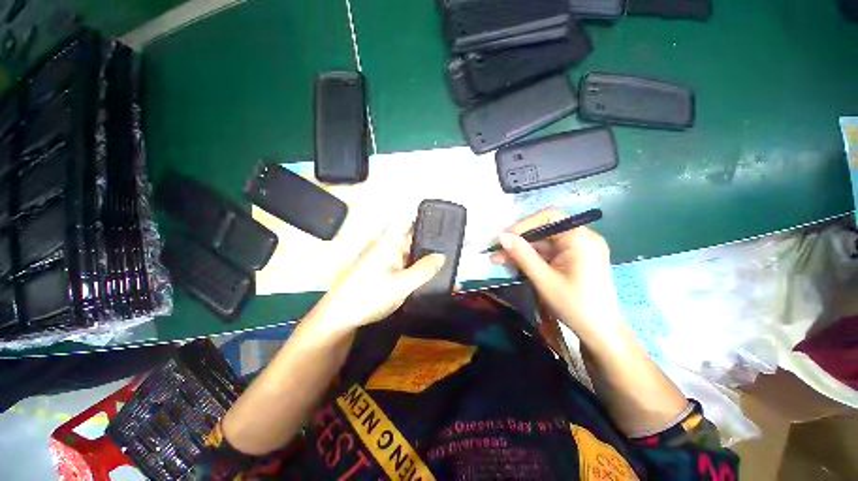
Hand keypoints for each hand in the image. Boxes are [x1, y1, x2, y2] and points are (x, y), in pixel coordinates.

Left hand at [307, 221, 444, 334]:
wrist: (339, 318)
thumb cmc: (368, 296)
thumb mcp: (401, 285)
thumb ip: (423, 270)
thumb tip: (441, 256)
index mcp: (387, 242)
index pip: (407, 221)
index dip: (424, 218)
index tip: (443, 222)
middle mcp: (385, 247)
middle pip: (411, 239)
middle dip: (429, 246)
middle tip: (451, 254)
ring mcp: (383, 259)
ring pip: (408, 254)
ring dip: (422, 260)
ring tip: (443, 267)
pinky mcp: (381, 271)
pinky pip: (402, 265)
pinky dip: (414, 270)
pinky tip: (425, 278)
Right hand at [490, 208, 625, 343]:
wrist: (600, 333)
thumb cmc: (575, 306)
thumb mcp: (543, 279)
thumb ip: (522, 255)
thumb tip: (501, 236)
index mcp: (581, 239)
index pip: (549, 217)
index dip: (523, 224)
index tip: (503, 237)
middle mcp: (581, 238)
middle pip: (544, 230)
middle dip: (518, 241)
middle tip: (496, 252)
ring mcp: (578, 249)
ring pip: (543, 243)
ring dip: (521, 251)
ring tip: (499, 260)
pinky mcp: (573, 260)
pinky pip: (548, 253)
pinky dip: (531, 258)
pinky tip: (514, 266)